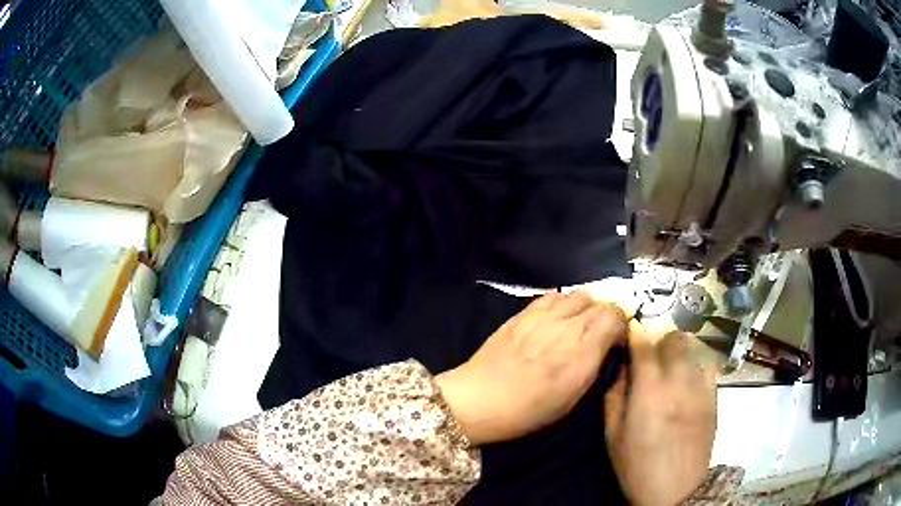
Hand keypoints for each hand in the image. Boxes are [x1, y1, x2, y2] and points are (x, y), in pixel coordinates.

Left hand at [435, 291, 626, 445]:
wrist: (478, 400)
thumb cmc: (526, 412)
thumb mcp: (570, 401)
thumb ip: (592, 367)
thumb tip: (605, 346)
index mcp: (581, 355)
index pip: (615, 317)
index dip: (620, 326)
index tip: (615, 339)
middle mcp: (566, 329)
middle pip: (600, 304)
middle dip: (606, 316)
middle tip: (599, 333)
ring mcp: (543, 317)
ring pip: (579, 295)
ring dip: (586, 307)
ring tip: (579, 323)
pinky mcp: (523, 313)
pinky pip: (553, 296)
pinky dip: (563, 302)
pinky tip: (558, 317)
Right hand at [604, 326, 716, 505]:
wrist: (676, 490)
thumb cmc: (637, 465)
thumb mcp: (613, 436)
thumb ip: (614, 397)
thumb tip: (620, 367)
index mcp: (649, 391)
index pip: (644, 344)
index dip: (636, 331)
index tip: (631, 329)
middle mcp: (678, 381)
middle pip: (674, 338)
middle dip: (660, 338)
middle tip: (651, 353)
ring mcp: (700, 387)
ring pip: (694, 348)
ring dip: (679, 349)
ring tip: (671, 364)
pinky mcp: (714, 397)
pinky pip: (707, 366)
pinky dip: (696, 363)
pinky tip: (688, 378)